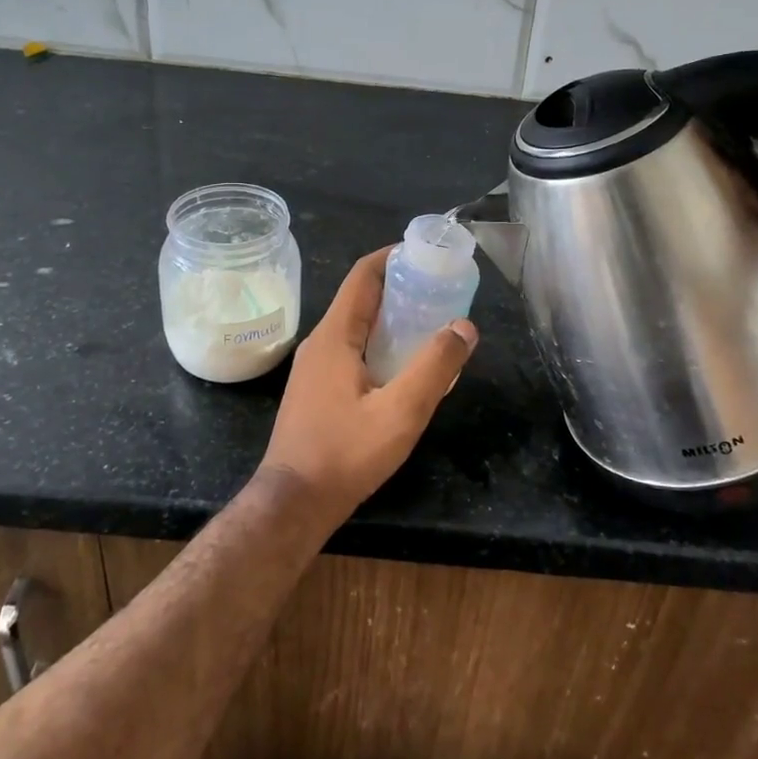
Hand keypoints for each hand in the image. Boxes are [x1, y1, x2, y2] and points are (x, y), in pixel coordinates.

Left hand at [257, 247, 477, 531]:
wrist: (293, 503)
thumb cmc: (345, 454)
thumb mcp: (401, 411)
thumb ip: (435, 366)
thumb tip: (464, 326)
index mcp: (335, 335)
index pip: (363, 275)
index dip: (393, 257)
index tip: (427, 255)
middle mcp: (320, 342)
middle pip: (362, 298)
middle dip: (401, 288)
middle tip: (442, 291)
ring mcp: (315, 368)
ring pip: (358, 327)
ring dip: (392, 319)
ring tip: (432, 325)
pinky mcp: (317, 390)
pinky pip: (352, 351)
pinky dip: (381, 344)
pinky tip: (405, 368)